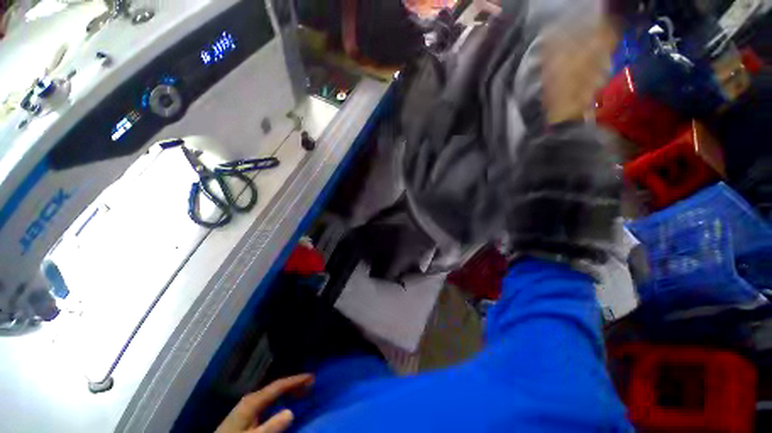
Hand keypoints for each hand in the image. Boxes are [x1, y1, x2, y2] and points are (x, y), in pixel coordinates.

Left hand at [216, 374, 313, 432]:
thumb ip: (271, 427)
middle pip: (277, 387)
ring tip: (303, 391)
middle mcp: (252, 398)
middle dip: (294, 384)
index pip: (279, 386)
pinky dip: (281, 398)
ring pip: (273, 393)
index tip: (312, 377)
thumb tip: (291, 412)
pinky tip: (285, 403)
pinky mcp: (247, 412)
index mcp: (253, 401)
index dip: (296, 380)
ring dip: (288, 391)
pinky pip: (269, 400)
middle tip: (311, 384)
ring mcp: (248, 405)